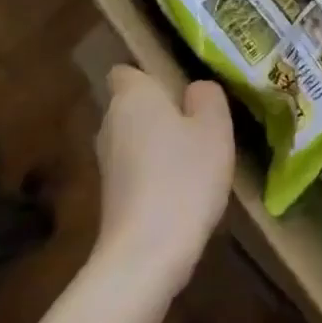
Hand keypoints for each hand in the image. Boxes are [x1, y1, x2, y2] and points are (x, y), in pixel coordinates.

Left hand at [95, 67, 234, 292]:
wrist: (147, 252)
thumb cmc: (184, 175)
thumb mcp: (215, 127)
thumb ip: (207, 97)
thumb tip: (195, 90)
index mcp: (132, 96)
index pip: (127, 70)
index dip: (151, 74)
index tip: (181, 86)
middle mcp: (110, 122)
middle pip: (133, 104)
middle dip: (160, 109)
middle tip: (201, 119)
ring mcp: (106, 162)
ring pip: (135, 137)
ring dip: (160, 141)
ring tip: (197, 154)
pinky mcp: (110, 195)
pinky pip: (136, 167)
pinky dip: (155, 170)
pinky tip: (184, 186)